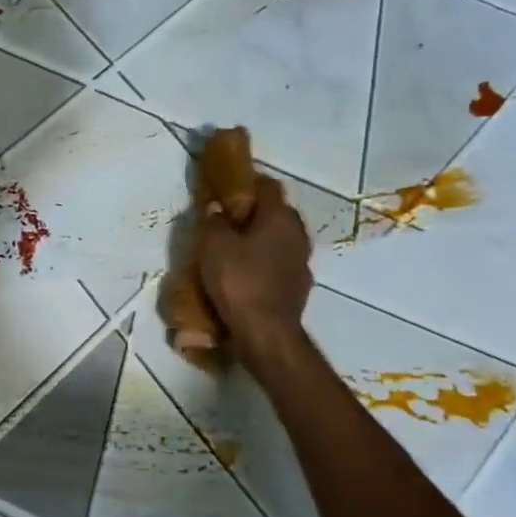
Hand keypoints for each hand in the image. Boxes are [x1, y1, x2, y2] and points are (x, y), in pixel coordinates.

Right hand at [195, 175, 311, 360]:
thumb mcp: (213, 246)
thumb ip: (213, 222)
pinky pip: (278, 265)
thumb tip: (216, 208)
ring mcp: (302, 262)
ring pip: (278, 240)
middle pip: (275, 213)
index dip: (246, 182)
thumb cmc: (239, 281)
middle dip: (252, 214)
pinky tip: (244, 276)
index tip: (225, 189)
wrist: (266, 333)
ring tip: (232, 251)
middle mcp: (298, 234)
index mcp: (280, 217)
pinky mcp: (298, 287)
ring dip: (259, 241)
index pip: (267, 185)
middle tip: (224, 221)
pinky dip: (263, 264)